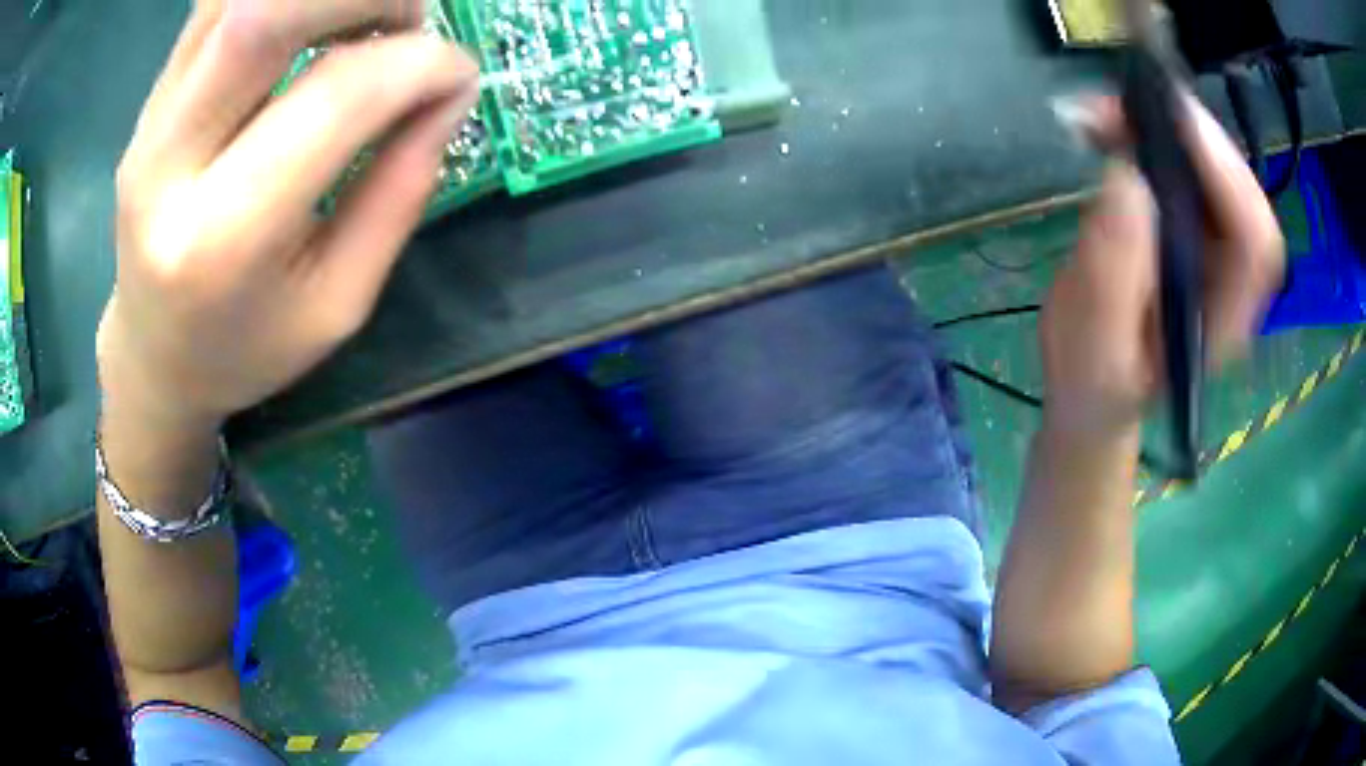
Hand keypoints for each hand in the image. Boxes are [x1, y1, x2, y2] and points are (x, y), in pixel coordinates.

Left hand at [97, 0, 478, 432]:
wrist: (152, 357)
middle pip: (263, 12)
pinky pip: (217, 4)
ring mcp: (150, 121)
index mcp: (221, 240)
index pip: (332, 96)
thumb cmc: (245, 348)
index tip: (458, 75)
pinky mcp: (151, 98)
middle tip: (409, 21)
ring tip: (365, 17)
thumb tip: (451, 89)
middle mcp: (167, 163)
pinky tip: (314, 18)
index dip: (417, 63)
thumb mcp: (339, 304)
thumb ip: (399, 192)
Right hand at [1039, 96, 1284, 439]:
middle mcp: (1232, 278)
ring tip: (1106, 111)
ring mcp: (1214, 250)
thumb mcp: (1095, 344)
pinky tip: (1113, 125)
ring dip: (1166, 127)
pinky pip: (1185, 168)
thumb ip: (1113, 271)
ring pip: (1213, 171)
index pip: (1256, 239)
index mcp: (1223, 319)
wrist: (1094, 393)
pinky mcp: (1188, 228)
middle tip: (1129, 99)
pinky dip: (1150, 134)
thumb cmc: (1094, 385)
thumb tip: (1125, 173)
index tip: (1172, 118)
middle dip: (1191, 136)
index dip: (1227, 172)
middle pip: (1240, 192)